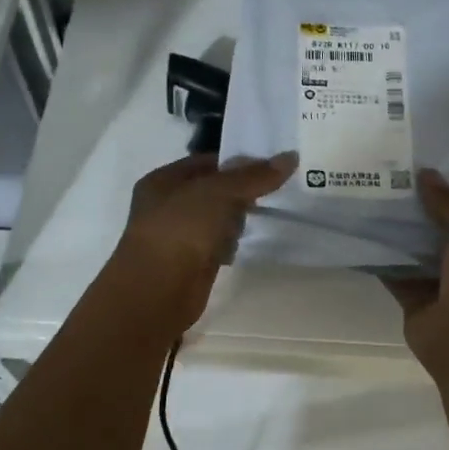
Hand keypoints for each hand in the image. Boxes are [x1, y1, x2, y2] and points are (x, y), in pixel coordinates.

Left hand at [106, 151, 295, 335]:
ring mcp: (178, 235)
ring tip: (263, 215)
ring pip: (216, 218)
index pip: (207, 162)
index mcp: (163, 180)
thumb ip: (254, 176)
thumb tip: (290, 157)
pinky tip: (243, 245)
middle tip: (274, 190)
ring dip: (236, 219)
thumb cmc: (181, 230)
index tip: (272, 165)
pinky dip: (230, 243)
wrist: (158, 292)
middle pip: (213, 190)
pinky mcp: (190, 262)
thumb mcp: (219, 193)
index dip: (237, 161)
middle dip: (240, 192)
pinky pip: (216, 243)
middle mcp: (167, 205)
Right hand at [384, 170, 448, 376]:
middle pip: (437, 226)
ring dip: (395, 230)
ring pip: (413, 249)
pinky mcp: (413, 298)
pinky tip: (357, 233)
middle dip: (417, 205)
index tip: (422, 160)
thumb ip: (448, 203)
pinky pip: (393, 272)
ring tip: (366, 196)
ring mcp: (439, 280)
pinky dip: (378, 258)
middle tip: (386, 173)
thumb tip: (425, 173)